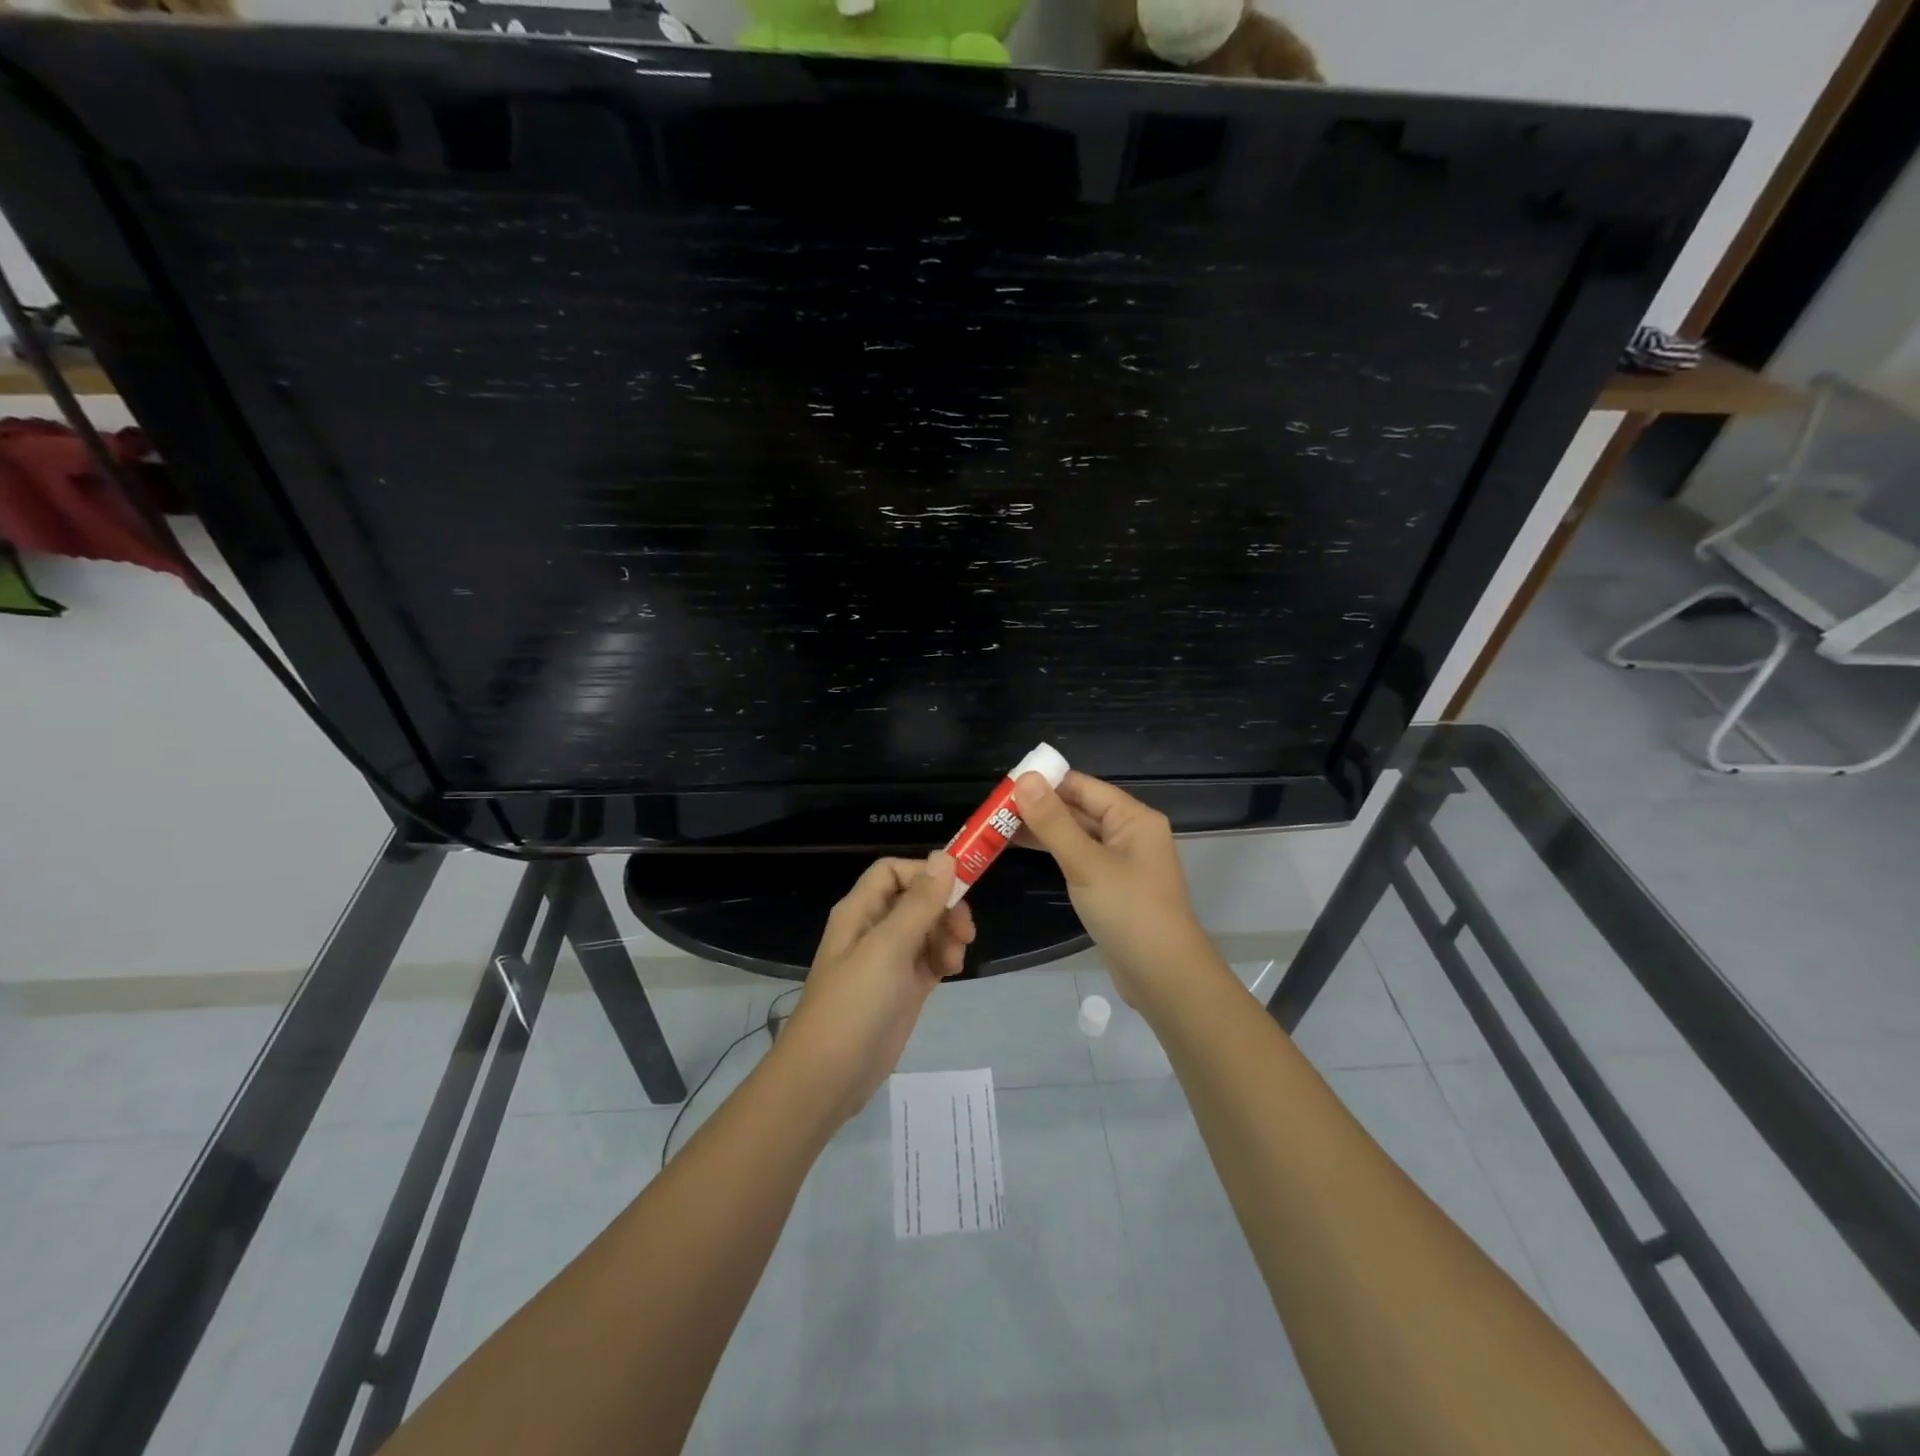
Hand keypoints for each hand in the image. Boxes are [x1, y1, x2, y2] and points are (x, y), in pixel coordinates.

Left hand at [783, 852, 973, 1122]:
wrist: (828, 1078)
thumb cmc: (854, 1005)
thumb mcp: (888, 948)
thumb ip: (919, 903)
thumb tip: (945, 856)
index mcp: (860, 911)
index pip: (894, 871)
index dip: (925, 873)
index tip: (957, 889)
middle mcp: (873, 929)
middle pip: (916, 899)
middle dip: (944, 908)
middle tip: (965, 932)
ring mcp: (888, 961)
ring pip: (927, 928)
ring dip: (947, 935)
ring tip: (955, 961)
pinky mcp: (902, 988)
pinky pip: (929, 958)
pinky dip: (944, 958)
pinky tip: (952, 970)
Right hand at [1014, 771, 1216, 1008]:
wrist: (1164, 977)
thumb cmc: (1129, 912)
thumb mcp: (1086, 864)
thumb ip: (1053, 822)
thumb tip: (1024, 779)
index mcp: (1133, 818)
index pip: (1082, 786)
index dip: (1044, 782)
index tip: (1003, 785)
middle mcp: (1129, 833)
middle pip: (1078, 808)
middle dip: (1038, 806)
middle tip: (992, 809)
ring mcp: (1121, 861)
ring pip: (1076, 834)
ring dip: (1041, 830)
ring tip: (997, 827)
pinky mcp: (1111, 886)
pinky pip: (1078, 857)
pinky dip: (1052, 851)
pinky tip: (1022, 850)